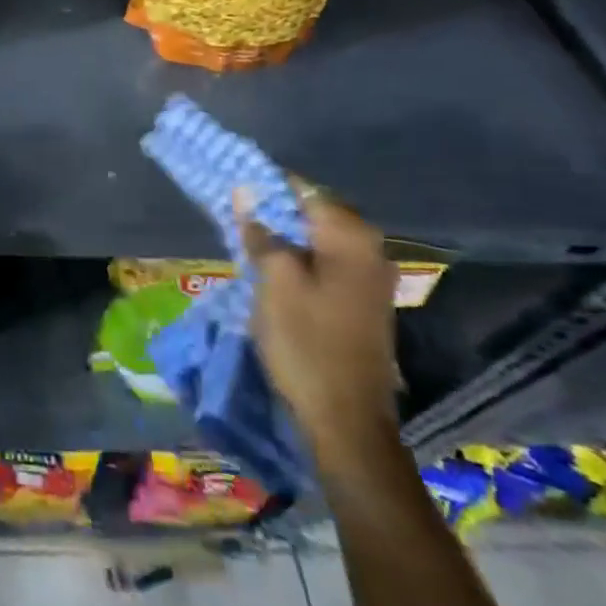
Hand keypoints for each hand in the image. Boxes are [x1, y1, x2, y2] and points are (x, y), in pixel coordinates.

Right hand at [244, 189, 400, 464]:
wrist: (347, 421)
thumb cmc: (306, 343)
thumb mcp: (274, 282)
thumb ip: (262, 233)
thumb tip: (247, 192)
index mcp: (351, 238)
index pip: (304, 189)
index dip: (267, 184)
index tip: (234, 185)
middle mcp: (370, 250)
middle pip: (314, 212)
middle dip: (274, 209)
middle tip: (235, 213)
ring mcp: (371, 278)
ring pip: (318, 239)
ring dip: (284, 236)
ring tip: (246, 239)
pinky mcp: (363, 302)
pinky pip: (326, 262)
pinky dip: (300, 257)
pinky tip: (272, 268)